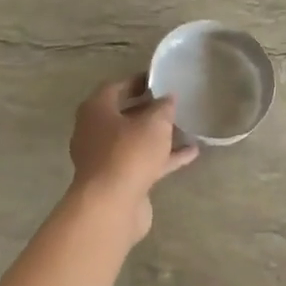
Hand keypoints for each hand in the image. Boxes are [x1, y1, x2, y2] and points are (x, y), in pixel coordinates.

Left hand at [68, 75, 198, 244]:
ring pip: (134, 141)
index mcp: (96, 110)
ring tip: (186, 128)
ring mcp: (105, 158)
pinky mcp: (119, 180)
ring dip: (158, 135)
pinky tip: (190, 153)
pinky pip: (143, 162)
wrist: (112, 204)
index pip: (116, 87)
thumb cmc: (129, 153)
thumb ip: (163, 107)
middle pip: (124, 115)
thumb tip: (167, 98)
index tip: (159, 80)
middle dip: (148, 109)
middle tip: (173, 103)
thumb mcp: (154, 122)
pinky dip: (164, 157)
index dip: (138, 81)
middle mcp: (95, 131)